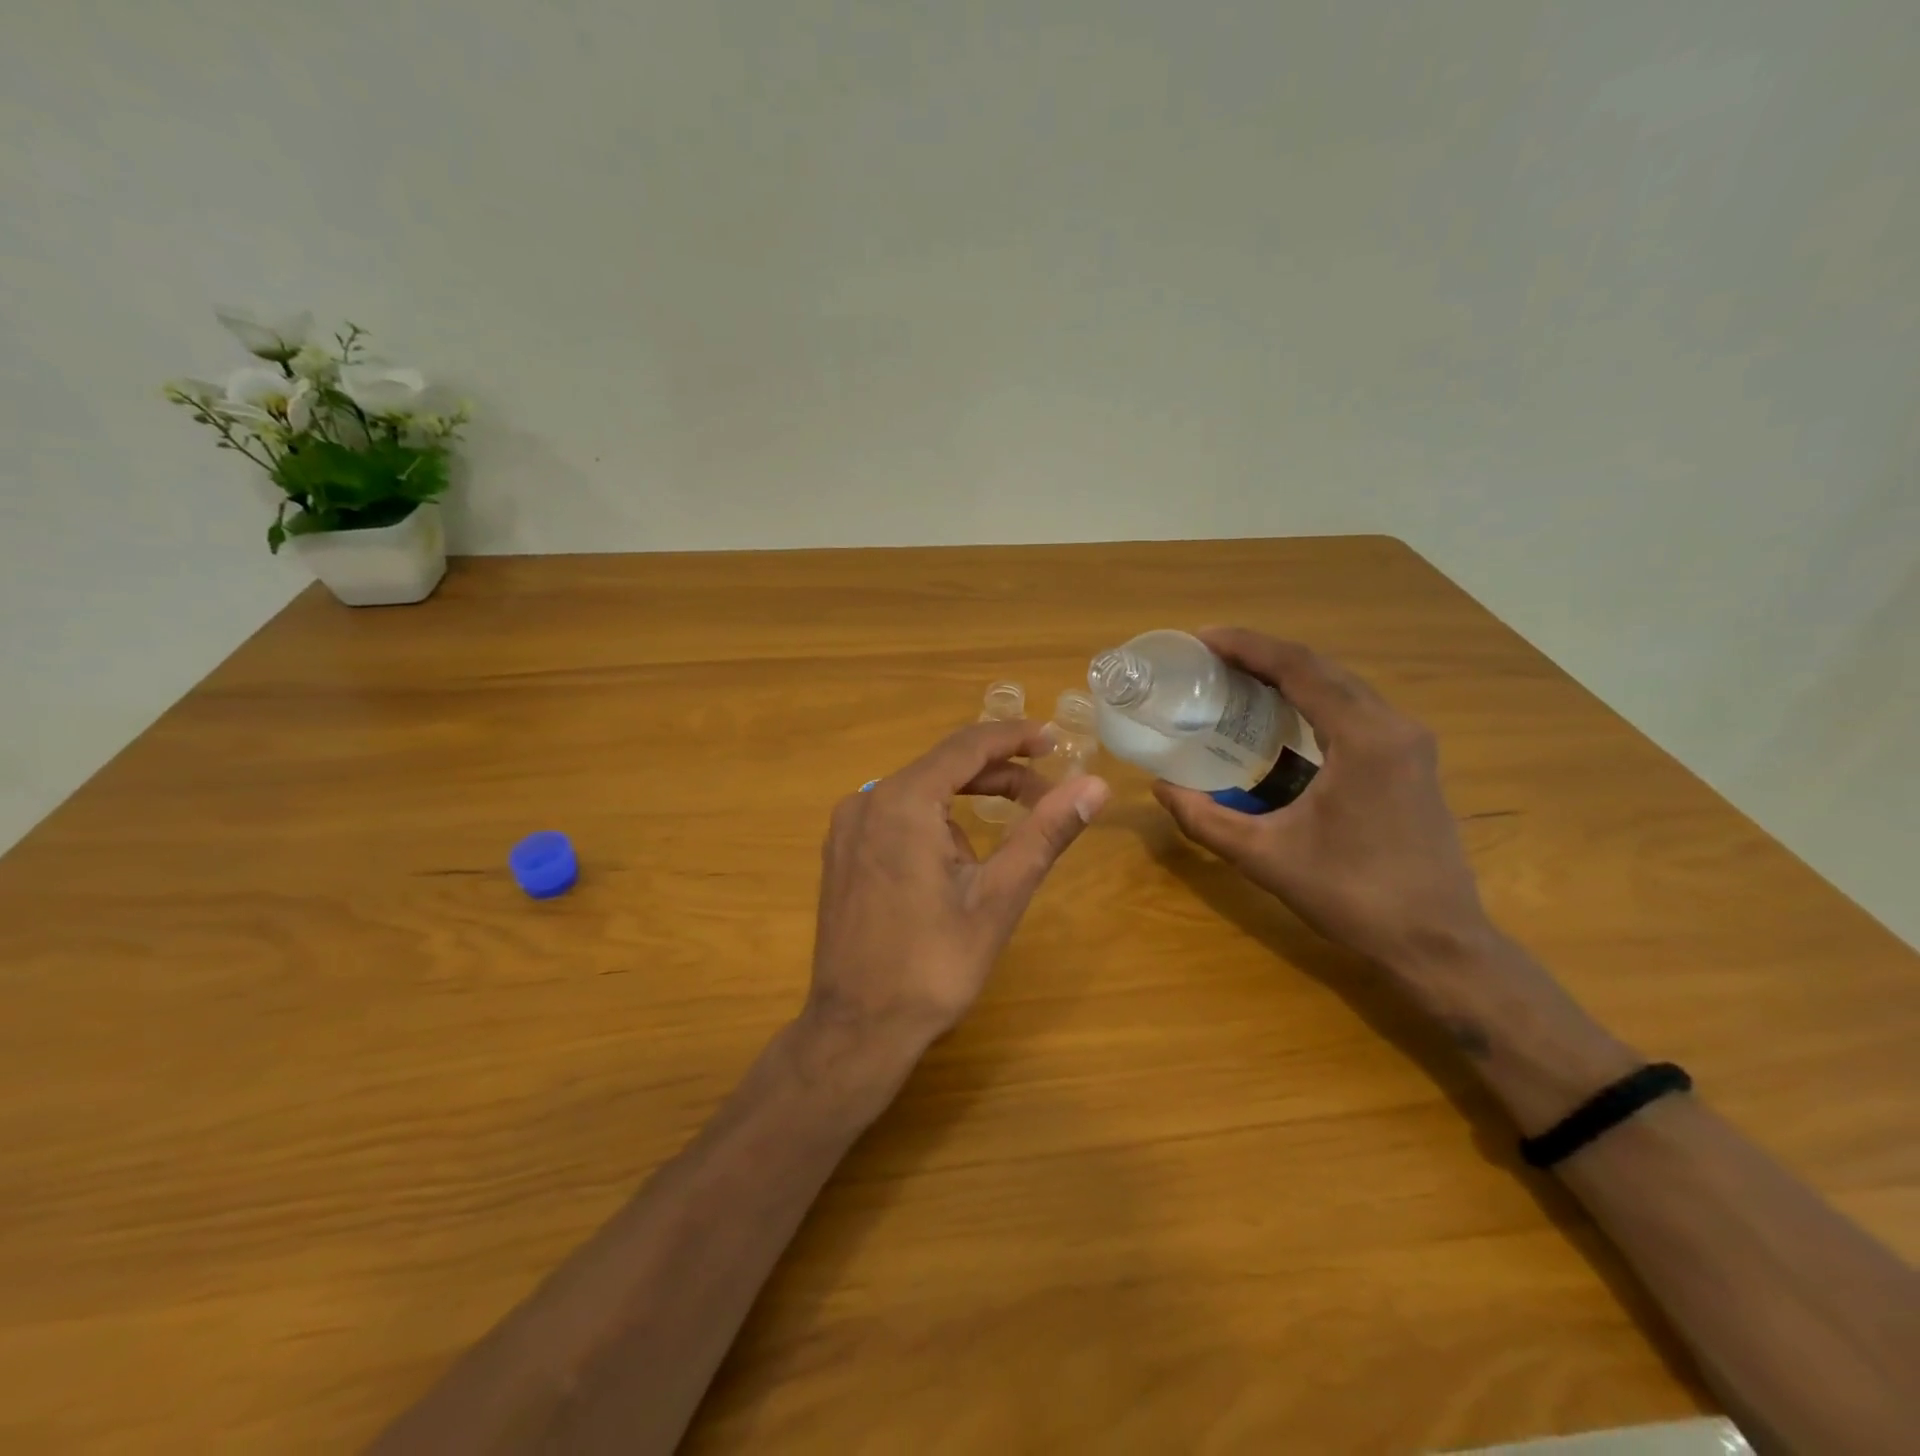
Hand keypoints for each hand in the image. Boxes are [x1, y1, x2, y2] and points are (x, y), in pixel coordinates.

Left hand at [807, 720, 1110, 1062]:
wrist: (857, 1028)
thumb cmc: (933, 965)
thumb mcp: (999, 896)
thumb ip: (1045, 833)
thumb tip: (1096, 785)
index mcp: (903, 802)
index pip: (967, 746)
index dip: (1014, 737)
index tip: (1055, 740)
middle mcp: (867, 801)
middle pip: (942, 767)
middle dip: (997, 775)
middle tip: (1045, 795)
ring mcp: (847, 827)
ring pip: (919, 792)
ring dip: (965, 803)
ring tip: (1000, 849)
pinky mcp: (841, 853)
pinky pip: (895, 816)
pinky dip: (933, 823)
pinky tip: (950, 869)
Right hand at [1153, 628, 1493, 993]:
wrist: (1437, 942)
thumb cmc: (1351, 896)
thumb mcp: (1264, 857)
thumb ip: (1204, 819)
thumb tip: (1161, 788)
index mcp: (1364, 738)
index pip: (1299, 668)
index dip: (1247, 646)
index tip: (1202, 639)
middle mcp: (1394, 726)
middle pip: (1322, 668)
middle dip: (1263, 655)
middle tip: (1210, 658)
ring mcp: (1409, 743)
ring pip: (1342, 686)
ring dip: (1289, 675)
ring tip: (1237, 678)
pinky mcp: (1412, 761)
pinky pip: (1355, 709)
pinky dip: (1312, 699)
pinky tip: (1281, 716)